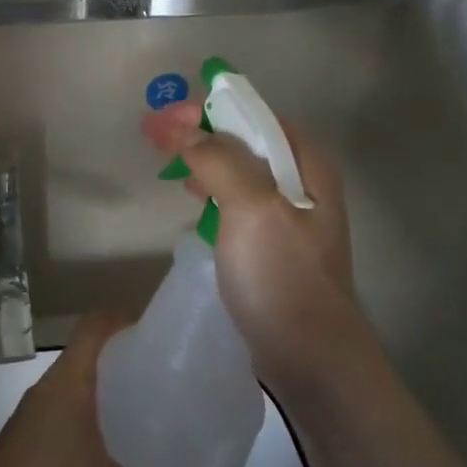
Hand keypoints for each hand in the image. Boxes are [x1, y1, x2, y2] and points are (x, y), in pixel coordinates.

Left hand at [0, 311, 248, 466]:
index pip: (96, 325)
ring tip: (145, 423)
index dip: (128, 316)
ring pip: (69, 392)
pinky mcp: (14, 457)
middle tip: (168, 382)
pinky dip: (85, 426)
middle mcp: (41, 397)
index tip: (163, 330)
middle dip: (126, 362)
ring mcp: (23, 427)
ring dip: (104, 397)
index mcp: (66, 388)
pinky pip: (55, 422)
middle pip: (86, 356)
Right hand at [144, 99, 357, 392]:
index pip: (254, 115)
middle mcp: (304, 184)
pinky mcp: (274, 247)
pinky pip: (238, 202)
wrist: (310, 359)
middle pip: (246, 140)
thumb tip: (185, 129)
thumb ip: (219, 160)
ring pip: (240, 171)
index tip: (165, 116)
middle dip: (201, 131)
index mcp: (307, 165)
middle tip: (156, 137)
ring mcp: (290, 218)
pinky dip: (212, 191)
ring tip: (169, 164)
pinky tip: (193, 201)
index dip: (209, 108)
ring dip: (204, 159)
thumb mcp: (252, 209)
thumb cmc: (282, 277)